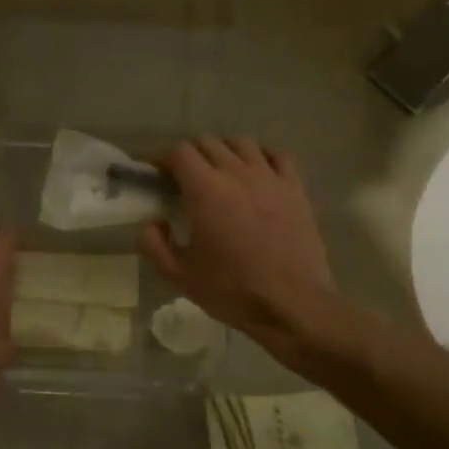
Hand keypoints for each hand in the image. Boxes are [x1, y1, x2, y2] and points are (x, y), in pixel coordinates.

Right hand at [138, 138, 334, 343]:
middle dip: (191, 155)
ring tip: (220, 173)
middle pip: (208, 142)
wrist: (292, 305)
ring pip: (242, 143)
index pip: (179, 152)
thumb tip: (153, 223)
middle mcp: (237, 173)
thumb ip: (153, 244)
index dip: (163, 158)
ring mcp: (270, 178)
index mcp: (205, 190)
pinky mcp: (296, 189)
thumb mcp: (179, 275)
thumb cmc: (232, 290)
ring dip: (224, 151)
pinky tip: (257, 172)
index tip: (157, 175)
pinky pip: (279, 155)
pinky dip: (263, 156)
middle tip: (184, 180)